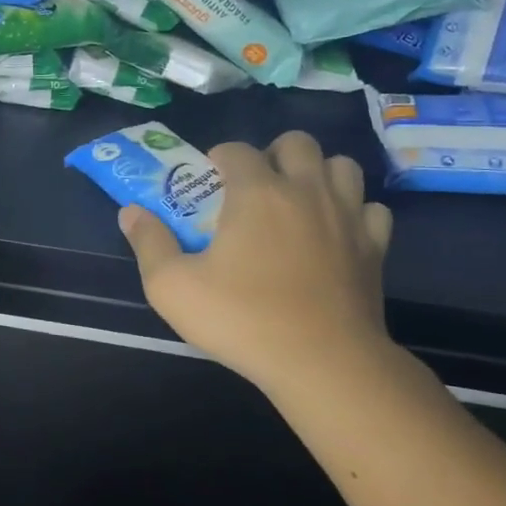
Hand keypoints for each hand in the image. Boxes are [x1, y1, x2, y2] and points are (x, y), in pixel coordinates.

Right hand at [118, 132, 394, 394]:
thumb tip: (130, 212)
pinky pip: (371, 209)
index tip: (210, 180)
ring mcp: (347, 216)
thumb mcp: (172, 287)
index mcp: (257, 192)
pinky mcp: (374, 247)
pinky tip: (336, 232)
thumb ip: (149, 243)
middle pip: (297, 143)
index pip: (237, 149)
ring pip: (342, 166)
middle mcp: (306, 190)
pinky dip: (354, 211)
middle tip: (256, 186)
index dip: (219, 157)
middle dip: (274, 154)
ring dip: (318, 173)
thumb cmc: (243, 319)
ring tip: (298, 200)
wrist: (324, 363)